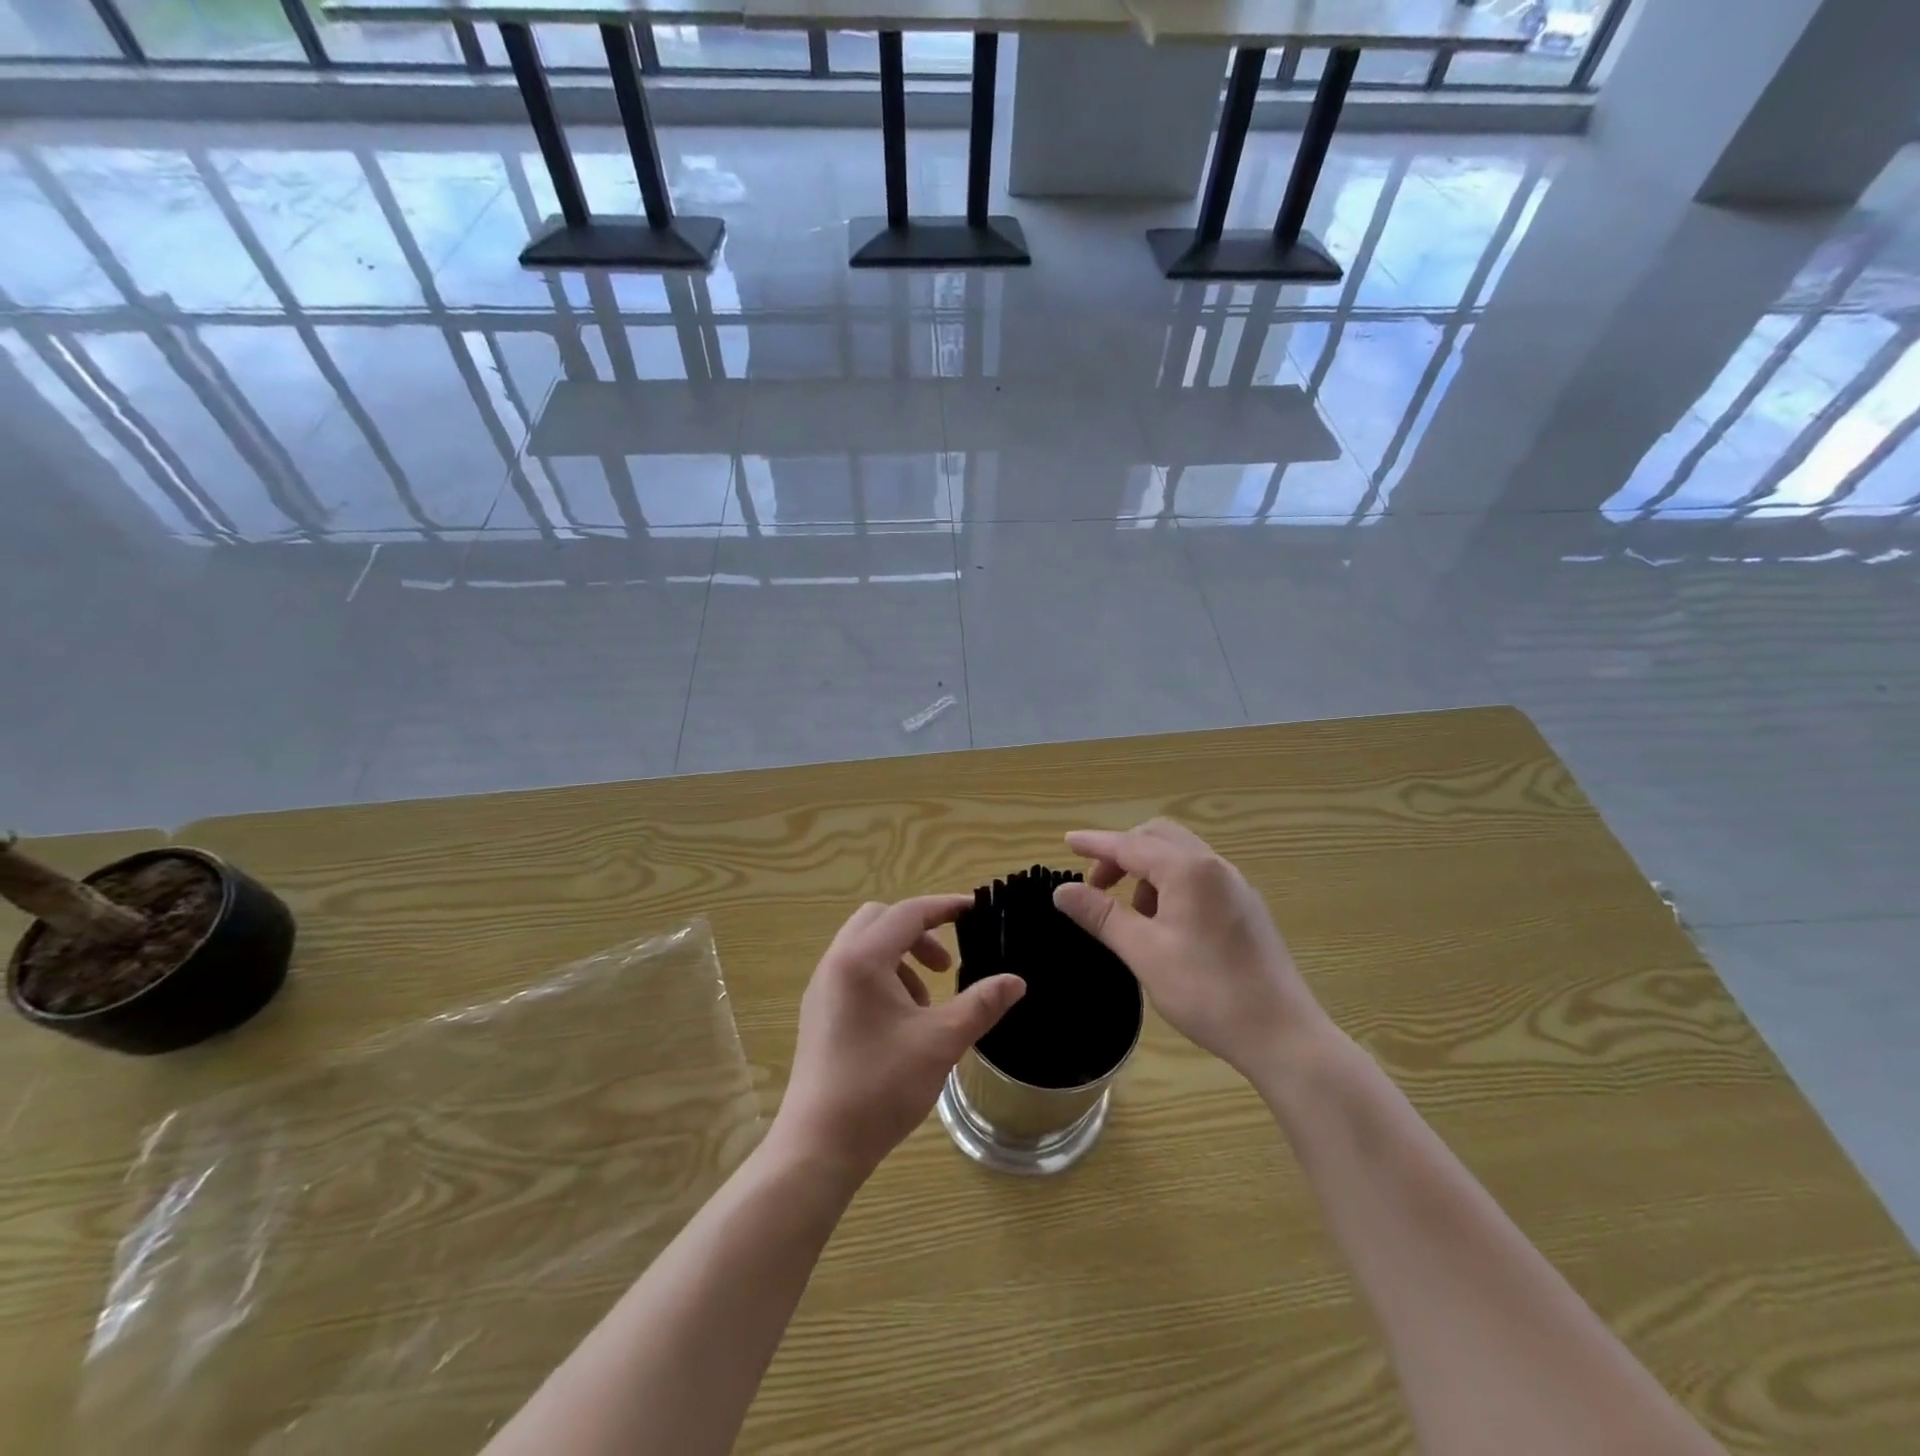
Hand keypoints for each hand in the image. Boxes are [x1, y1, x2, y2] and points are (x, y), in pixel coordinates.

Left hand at [773, 895, 1025, 1184]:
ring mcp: (821, 988)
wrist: (819, 1145)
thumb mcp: (941, 1042)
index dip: (945, 907)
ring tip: (926, 1004)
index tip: (976, 910)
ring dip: (901, 958)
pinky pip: (852, 972)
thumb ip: (981, 1005)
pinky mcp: (817, 1012)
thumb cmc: (881, 1086)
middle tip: (946, 967)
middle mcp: (836, 963)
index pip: (908, 912)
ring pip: (865, 946)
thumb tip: (1016, 981)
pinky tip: (901, 1023)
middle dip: (919, 933)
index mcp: (862, 959)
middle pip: (880, 920)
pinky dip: (882, 977)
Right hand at [1053, 820, 1331, 1080]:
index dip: (1095, 844)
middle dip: (1122, 853)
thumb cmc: (1208, 992)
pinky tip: (1165, 925)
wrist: (1283, 1035)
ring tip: (1132, 915)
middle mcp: (1215, 867)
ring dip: (1147, 870)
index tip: (1065, 843)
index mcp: (1189, 871)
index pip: (1130, 845)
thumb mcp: (1144, 953)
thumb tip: (1063, 891)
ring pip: (1181, 857)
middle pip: (1158, 838)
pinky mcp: (1247, 909)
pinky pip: (1199, 877)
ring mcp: (1236, 887)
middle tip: (1097, 886)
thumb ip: (1102, 916)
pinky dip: (1171, 884)